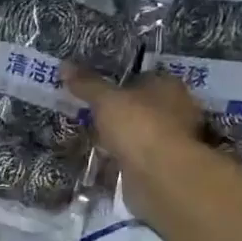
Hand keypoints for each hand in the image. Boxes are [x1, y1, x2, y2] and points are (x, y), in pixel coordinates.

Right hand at [64, 65, 207, 219]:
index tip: (97, 93)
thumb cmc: (138, 126)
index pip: (143, 78)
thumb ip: (87, 84)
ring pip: (139, 133)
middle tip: (90, 116)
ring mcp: (171, 140)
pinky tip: (104, 160)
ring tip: (93, 139)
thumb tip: (64, 65)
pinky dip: (122, 158)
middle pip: (142, 107)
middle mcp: (177, 110)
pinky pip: (136, 157)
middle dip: (119, 113)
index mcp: (169, 86)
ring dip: (121, 138)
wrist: (158, 175)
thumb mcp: (106, 100)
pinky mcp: (162, 165)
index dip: (120, 84)